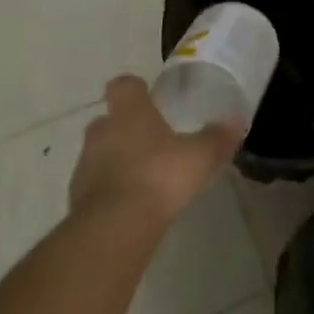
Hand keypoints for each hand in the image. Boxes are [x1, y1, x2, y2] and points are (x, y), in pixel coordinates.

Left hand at [69, 75, 241, 227]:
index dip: (135, 89)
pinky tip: (132, 206)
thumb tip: (235, 121)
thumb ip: (217, 138)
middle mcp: (102, 131)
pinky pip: (96, 186)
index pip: (123, 85)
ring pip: (100, 153)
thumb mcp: (200, 157)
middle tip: (151, 141)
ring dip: (116, 160)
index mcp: (129, 112)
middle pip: (108, 120)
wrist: (114, 228)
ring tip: (144, 178)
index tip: (147, 96)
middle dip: (125, 128)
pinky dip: (110, 190)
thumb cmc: (159, 177)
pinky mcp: (78, 198)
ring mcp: (85, 164)